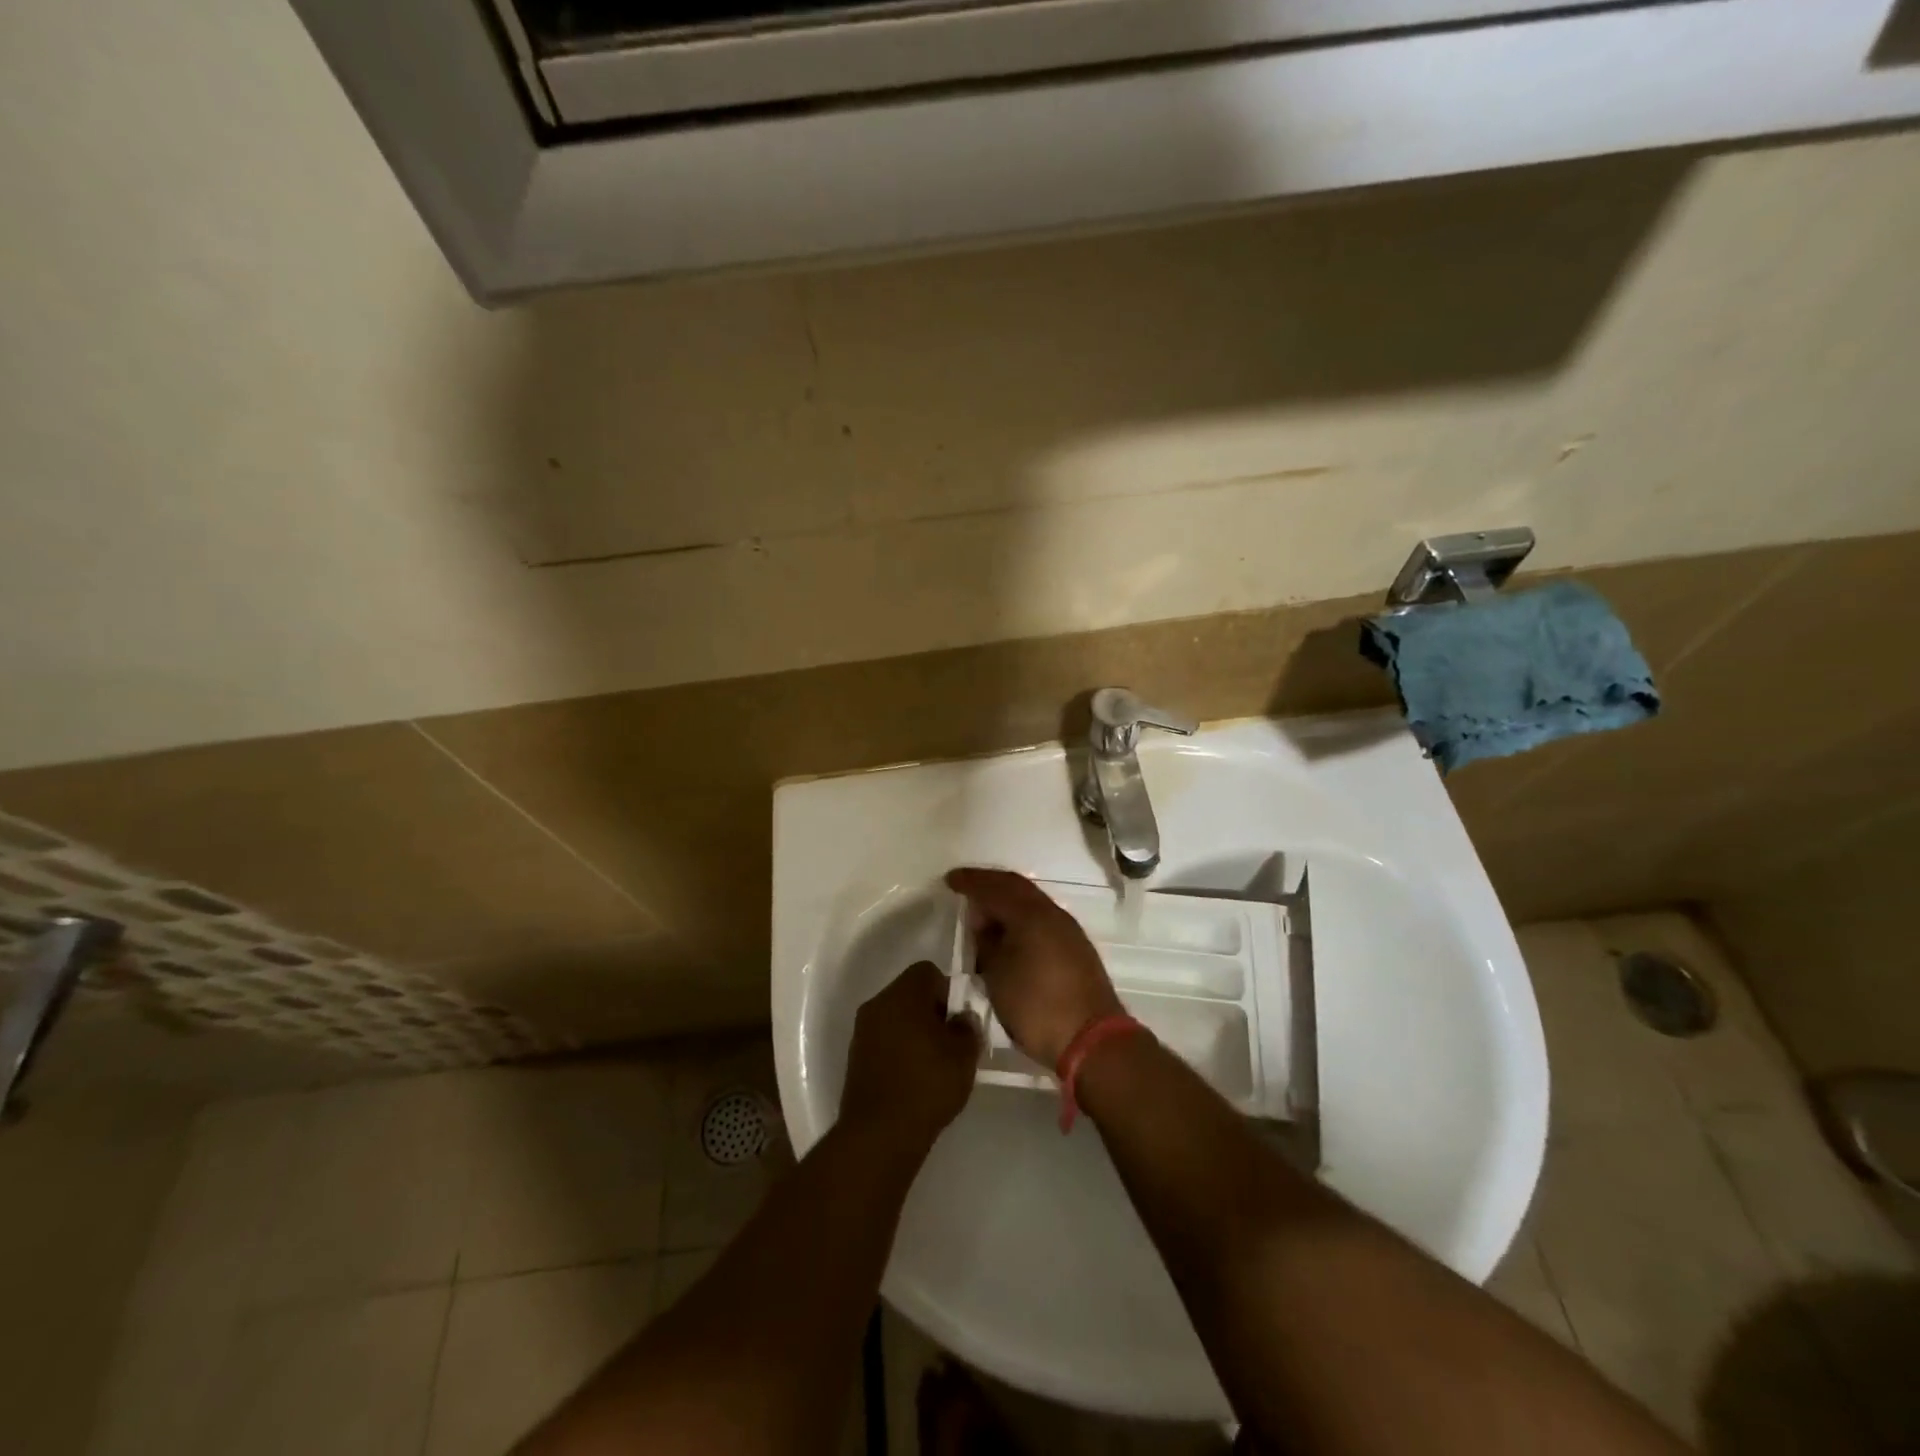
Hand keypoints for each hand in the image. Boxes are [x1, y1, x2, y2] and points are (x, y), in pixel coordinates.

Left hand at [841, 961, 980, 1148]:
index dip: (949, 991)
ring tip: (934, 1064)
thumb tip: (962, 1018)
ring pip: (896, 1018)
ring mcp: (861, 1031)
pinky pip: (883, 1040)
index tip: (960, 1019)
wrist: (879, 1135)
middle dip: (932, 1012)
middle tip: (951, 1042)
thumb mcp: (964, 1055)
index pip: (928, 972)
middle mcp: (877, 1004)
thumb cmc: (927, 1085)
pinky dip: (899, 1051)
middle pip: (910, 993)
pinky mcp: (855, 1058)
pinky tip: (913, 1079)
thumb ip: (968, 1027)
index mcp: (902, 994)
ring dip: (914, 1032)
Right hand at [945, 868, 1122, 1067]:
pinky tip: (1010, 934)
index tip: (950, 880)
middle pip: (1016, 887)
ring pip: (1032, 903)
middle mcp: (1052, 913)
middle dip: (990, 885)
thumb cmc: (1036, 1006)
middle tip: (966, 888)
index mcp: (1031, 914)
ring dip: (1007, 902)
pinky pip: (1042, 919)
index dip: (970, 881)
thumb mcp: (997, 975)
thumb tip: (984, 923)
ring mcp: (1068, 931)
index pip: (994, 887)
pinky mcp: (1076, 949)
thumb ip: (987, 943)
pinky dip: (1021, 918)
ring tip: (985, 915)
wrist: (1092, 1039)